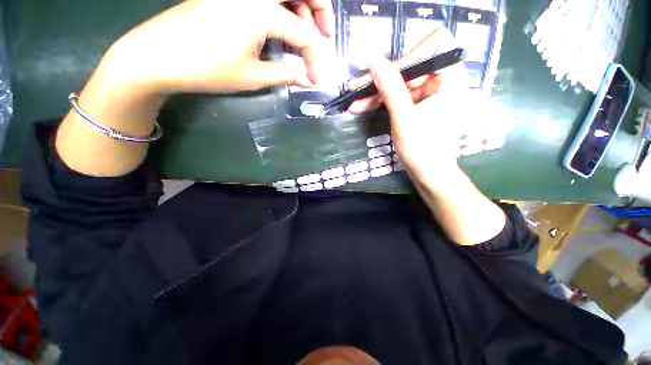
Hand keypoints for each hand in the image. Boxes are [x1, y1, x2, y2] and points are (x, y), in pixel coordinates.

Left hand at [100, 0, 334, 94]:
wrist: (159, 56)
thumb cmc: (208, 68)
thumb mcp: (253, 77)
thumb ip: (285, 75)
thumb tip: (306, 78)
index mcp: (261, 9)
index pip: (304, 35)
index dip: (315, 59)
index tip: (318, 79)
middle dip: (320, 10)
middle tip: (326, 34)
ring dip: (301, 8)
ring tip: (305, 34)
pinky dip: (281, 9)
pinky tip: (281, 28)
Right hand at [350, 28, 469, 191]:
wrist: (427, 173)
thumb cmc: (422, 149)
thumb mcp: (404, 118)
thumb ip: (391, 88)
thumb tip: (374, 61)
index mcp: (451, 79)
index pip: (434, 46)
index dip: (409, 57)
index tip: (387, 74)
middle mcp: (441, 80)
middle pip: (409, 66)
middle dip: (381, 78)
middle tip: (356, 88)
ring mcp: (427, 93)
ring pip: (398, 82)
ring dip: (375, 92)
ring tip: (354, 101)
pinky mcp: (416, 103)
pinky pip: (396, 95)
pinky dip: (379, 100)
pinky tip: (361, 106)